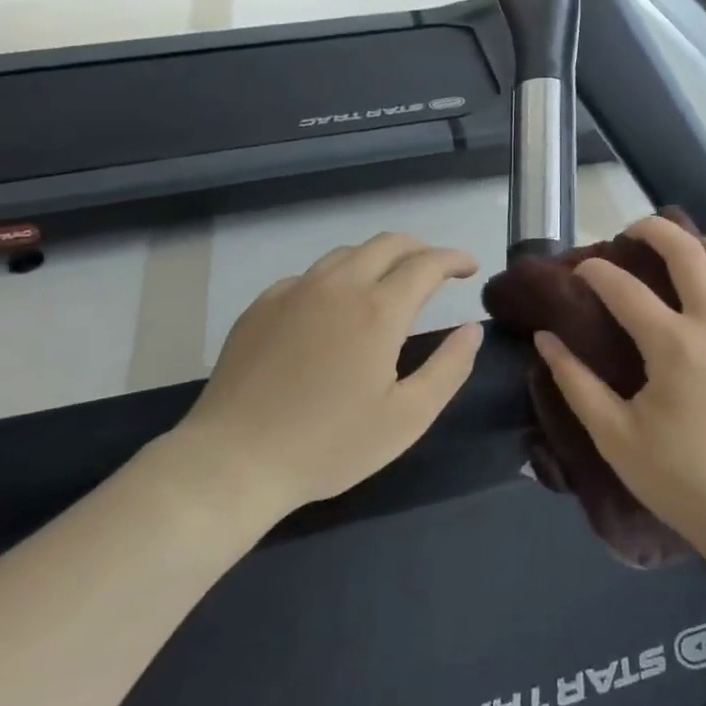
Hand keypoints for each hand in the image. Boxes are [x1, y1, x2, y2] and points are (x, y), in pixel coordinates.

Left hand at [167, 234, 482, 530]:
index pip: (427, 264)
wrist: (232, 461)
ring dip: (380, 259)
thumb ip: (449, 368)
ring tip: (390, 284)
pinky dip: (338, 278)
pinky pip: (311, 275)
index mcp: (378, 310)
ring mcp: (294, 291)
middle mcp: (338, 286)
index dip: (454, 259)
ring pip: (348, 253)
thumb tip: (472, 329)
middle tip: (437, 271)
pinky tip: (335, 309)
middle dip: (420, 249)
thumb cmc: (329, 445)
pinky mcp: (262, 305)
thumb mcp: (407, 418)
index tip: (470, 268)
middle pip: (388, 243)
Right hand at [535, 216, 705, 553]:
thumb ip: (575, 383)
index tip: (582, 270)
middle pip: (688, 251)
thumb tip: (545, 339)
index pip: (623, 288)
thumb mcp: (615, 436)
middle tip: (636, 232)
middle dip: (655, 230)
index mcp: (673, 344)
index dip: (596, 272)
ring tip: (700, 247)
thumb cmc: (680, 479)